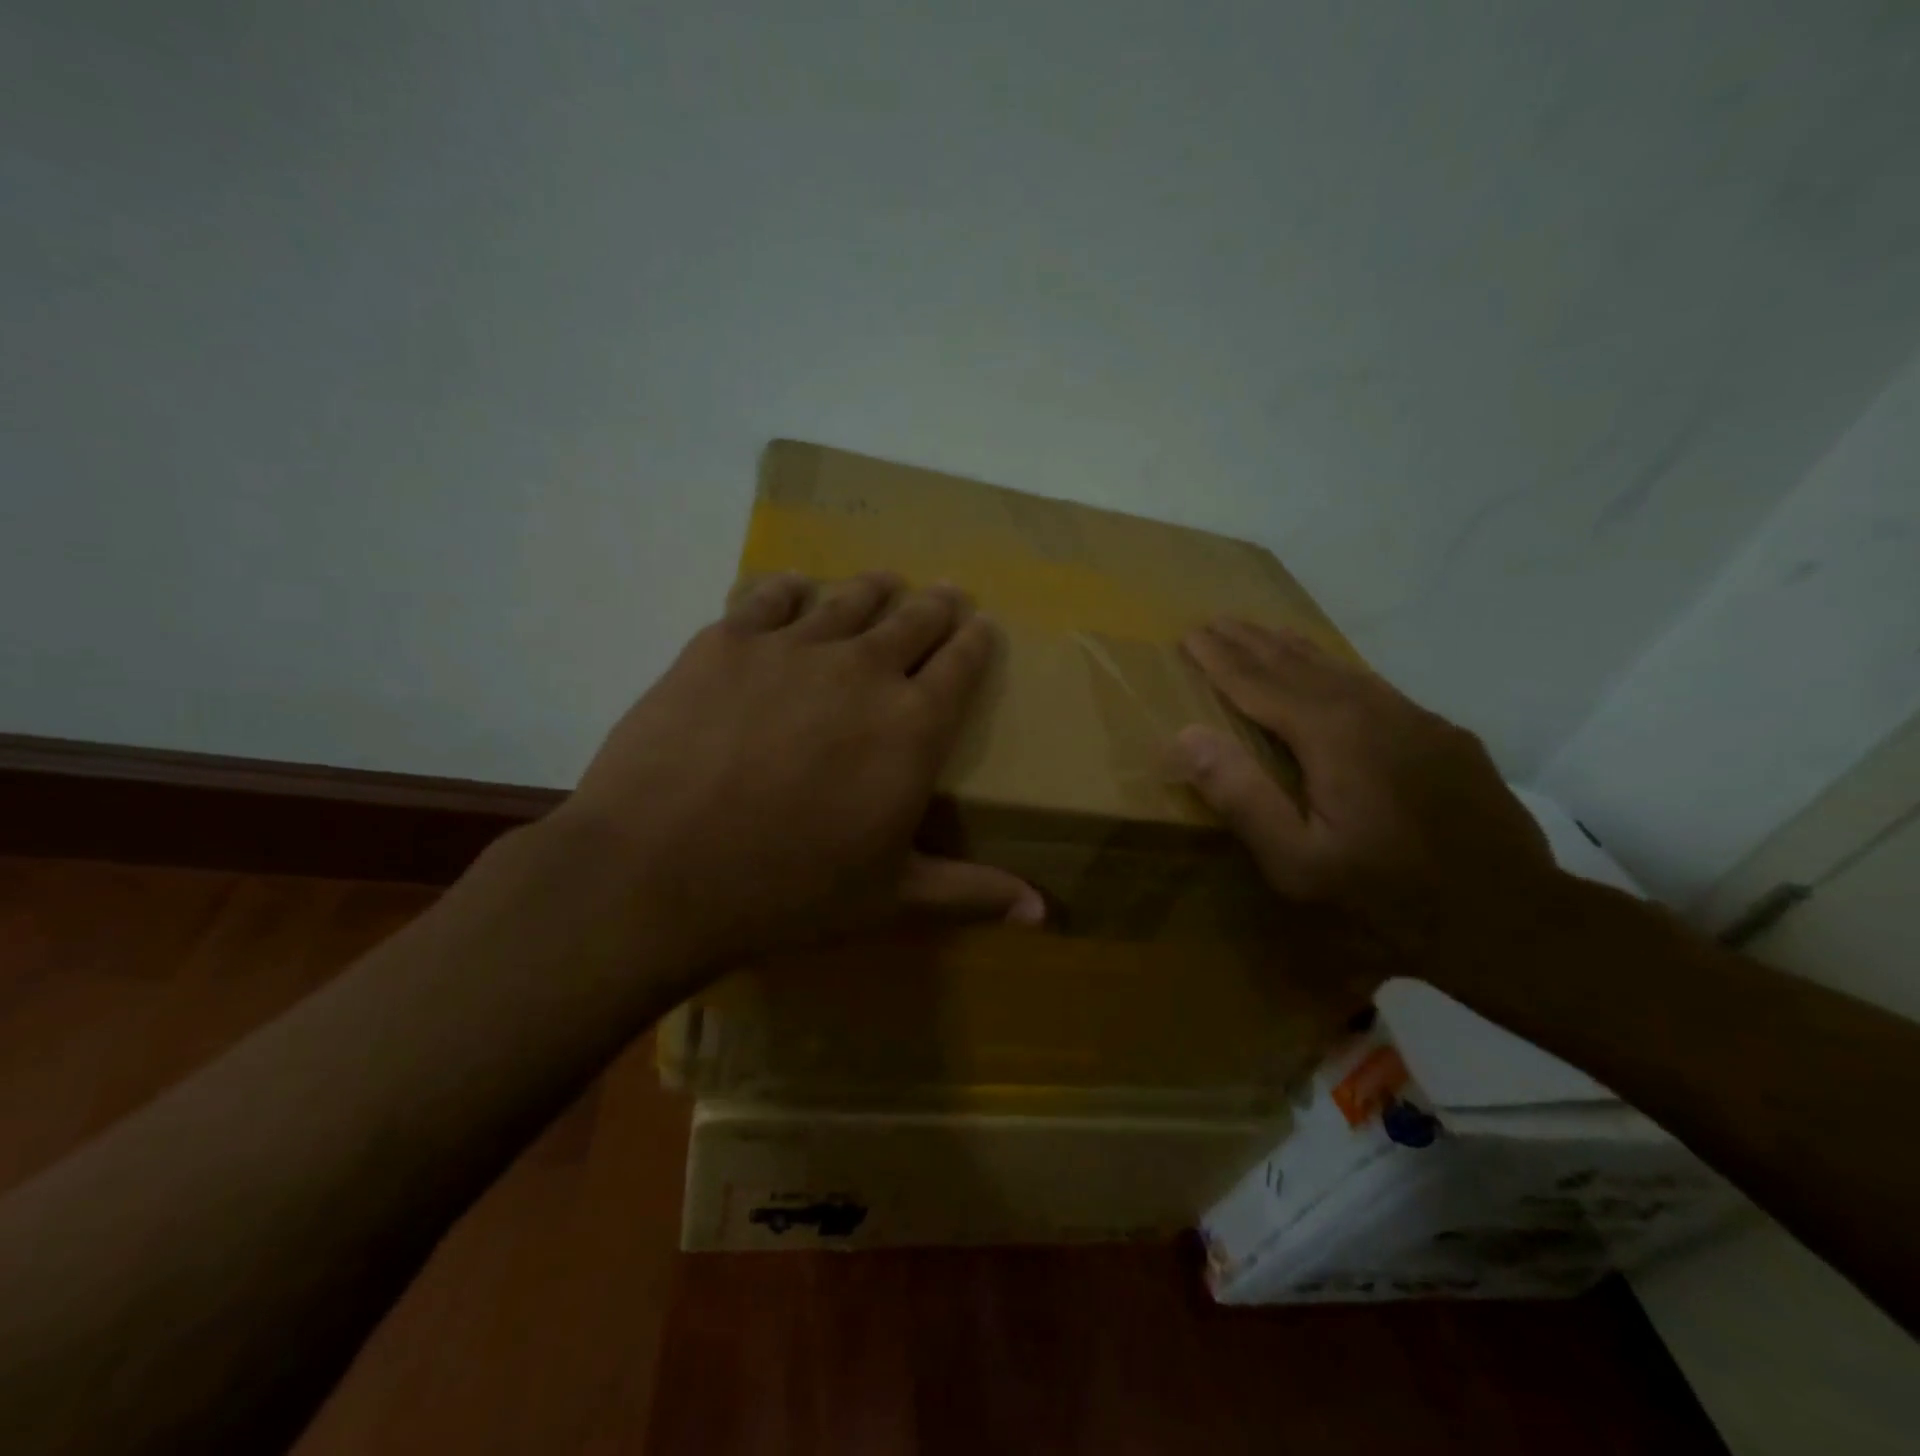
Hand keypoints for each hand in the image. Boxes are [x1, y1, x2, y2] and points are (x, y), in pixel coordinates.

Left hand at [549, 571, 1043, 967]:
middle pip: (914, 618)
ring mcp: (793, 648)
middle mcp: (864, 670)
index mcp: (913, 727)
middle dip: (937, 605)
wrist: (657, 872)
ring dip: (876, 589)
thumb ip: (971, 893)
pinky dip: (792, 590)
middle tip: (944, 596)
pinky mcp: (726, 640)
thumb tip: (1043, 911)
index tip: (982, 626)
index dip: (977, 641)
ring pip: (850, 598)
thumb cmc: (787, 892)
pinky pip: (771, 596)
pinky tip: (796, 591)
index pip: (962, 664)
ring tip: (885, 584)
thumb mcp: (890, 899)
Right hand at [1171, 619, 1557, 966]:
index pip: (1260, 685)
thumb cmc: (1386, 893)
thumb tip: (1187, 735)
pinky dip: (1337, 670)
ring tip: (1265, 632)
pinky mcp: (1441, 734)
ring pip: (1340, 670)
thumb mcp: (1297, 861)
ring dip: (1294, 650)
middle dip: (1252, 643)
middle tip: (1218, 621)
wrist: (1507, 913)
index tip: (1190, 636)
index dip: (1221, 661)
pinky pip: (1374, 687)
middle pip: (1298, 666)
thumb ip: (1242, 797)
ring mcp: (1413, 718)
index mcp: (1331, 735)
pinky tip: (1333, 672)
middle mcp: (1372, 710)